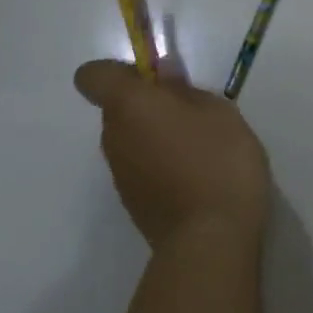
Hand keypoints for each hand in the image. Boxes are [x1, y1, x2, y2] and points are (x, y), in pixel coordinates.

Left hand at [74, 58, 272, 249]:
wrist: (209, 239)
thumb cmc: (218, 162)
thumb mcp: (218, 113)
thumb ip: (186, 90)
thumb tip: (164, 74)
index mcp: (129, 105)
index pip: (93, 76)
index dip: (120, 73)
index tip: (157, 82)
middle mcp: (113, 136)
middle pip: (117, 109)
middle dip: (148, 106)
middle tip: (193, 118)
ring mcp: (119, 173)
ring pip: (130, 140)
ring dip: (155, 138)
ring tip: (199, 153)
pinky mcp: (131, 202)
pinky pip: (140, 169)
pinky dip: (160, 167)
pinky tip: (195, 181)